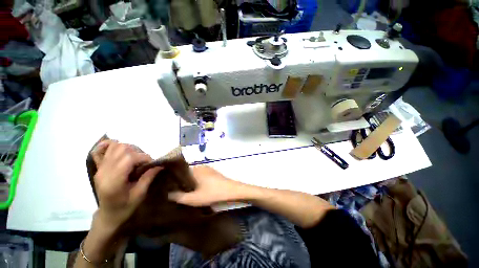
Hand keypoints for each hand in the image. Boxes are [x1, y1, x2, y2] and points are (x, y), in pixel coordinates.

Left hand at [91, 140, 161, 230]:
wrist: (108, 214)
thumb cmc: (125, 207)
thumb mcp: (139, 195)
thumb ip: (148, 178)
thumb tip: (160, 165)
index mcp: (113, 181)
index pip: (129, 158)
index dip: (144, 157)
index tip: (152, 163)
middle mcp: (104, 171)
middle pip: (122, 149)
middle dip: (138, 152)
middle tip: (144, 162)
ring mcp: (100, 168)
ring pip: (114, 147)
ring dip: (129, 148)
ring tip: (136, 157)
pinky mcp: (99, 167)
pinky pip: (102, 150)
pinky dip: (111, 145)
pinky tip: (120, 150)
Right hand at [168, 165, 245, 206]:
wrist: (231, 190)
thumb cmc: (212, 193)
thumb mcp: (194, 199)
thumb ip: (179, 197)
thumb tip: (168, 194)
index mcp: (194, 169)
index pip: (180, 170)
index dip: (173, 177)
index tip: (167, 184)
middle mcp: (200, 166)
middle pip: (186, 172)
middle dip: (180, 180)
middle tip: (174, 189)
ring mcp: (207, 168)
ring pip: (194, 174)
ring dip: (189, 181)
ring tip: (183, 190)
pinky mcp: (212, 172)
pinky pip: (200, 175)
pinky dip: (196, 180)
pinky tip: (195, 188)